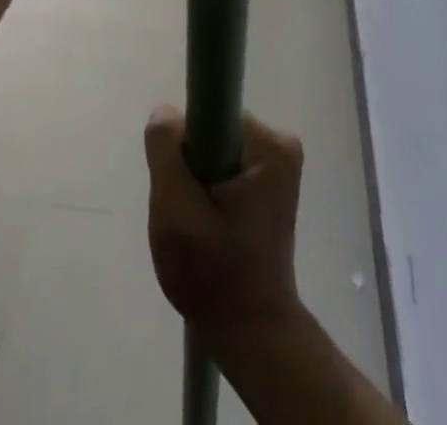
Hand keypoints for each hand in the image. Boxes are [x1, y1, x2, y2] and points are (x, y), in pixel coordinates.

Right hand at [143, 105, 305, 349]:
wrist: (251, 335)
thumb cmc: (213, 274)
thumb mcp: (175, 210)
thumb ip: (166, 150)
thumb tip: (166, 110)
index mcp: (269, 146)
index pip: (208, 112)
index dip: (185, 141)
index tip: (179, 178)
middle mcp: (280, 145)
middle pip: (211, 130)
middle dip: (189, 164)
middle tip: (184, 209)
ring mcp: (278, 165)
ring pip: (213, 149)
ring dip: (196, 180)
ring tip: (196, 223)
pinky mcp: (270, 183)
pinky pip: (224, 165)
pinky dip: (208, 190)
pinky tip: (207, 225)